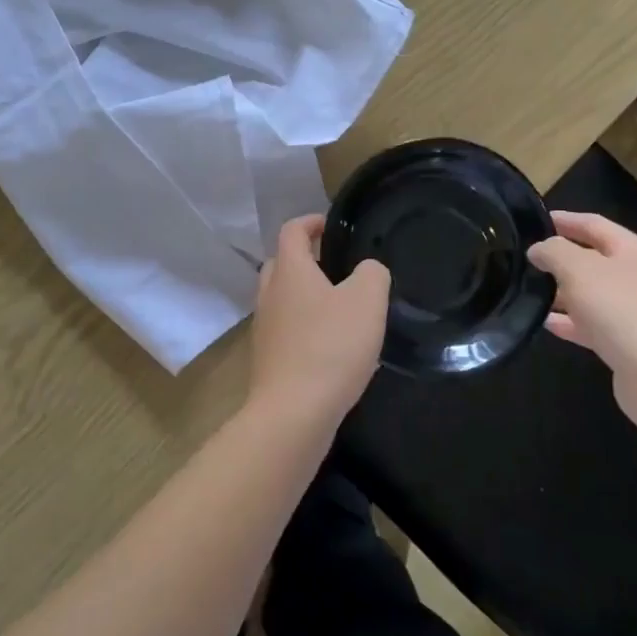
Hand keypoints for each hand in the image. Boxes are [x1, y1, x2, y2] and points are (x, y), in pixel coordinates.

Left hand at [249, 214, 389, 424]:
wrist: (293, 413)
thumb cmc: (331, 347)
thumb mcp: (367, 300)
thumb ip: (372, 274)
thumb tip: (367, 270)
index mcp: (289, 272)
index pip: (292, 231)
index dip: (311, 222)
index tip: (332, 226)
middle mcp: (269, 295)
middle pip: (281, 264)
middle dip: (306, 260)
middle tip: (337, 268)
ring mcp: (264, 330)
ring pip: (282, 300)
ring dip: (305, 297)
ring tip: (340, 309)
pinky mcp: (268, 360)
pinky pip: (286, 331)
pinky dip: (305, 328)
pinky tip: (332, 347)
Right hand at [526, 211, 636, 421]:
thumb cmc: (621, 311)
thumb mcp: (579, 269)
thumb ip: (553, 251)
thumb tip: (538, 249)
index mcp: (632, 250)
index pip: (593, 224)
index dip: (564, 219)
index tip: (534, 221)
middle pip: (593, 258)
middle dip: (560, 257)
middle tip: (526, 258)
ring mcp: (636, 311)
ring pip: (591, 293)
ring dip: (562, 291)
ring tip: (529, 291)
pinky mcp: (629, 342)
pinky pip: (592, 324)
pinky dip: (570, 322)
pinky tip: (546, 324)